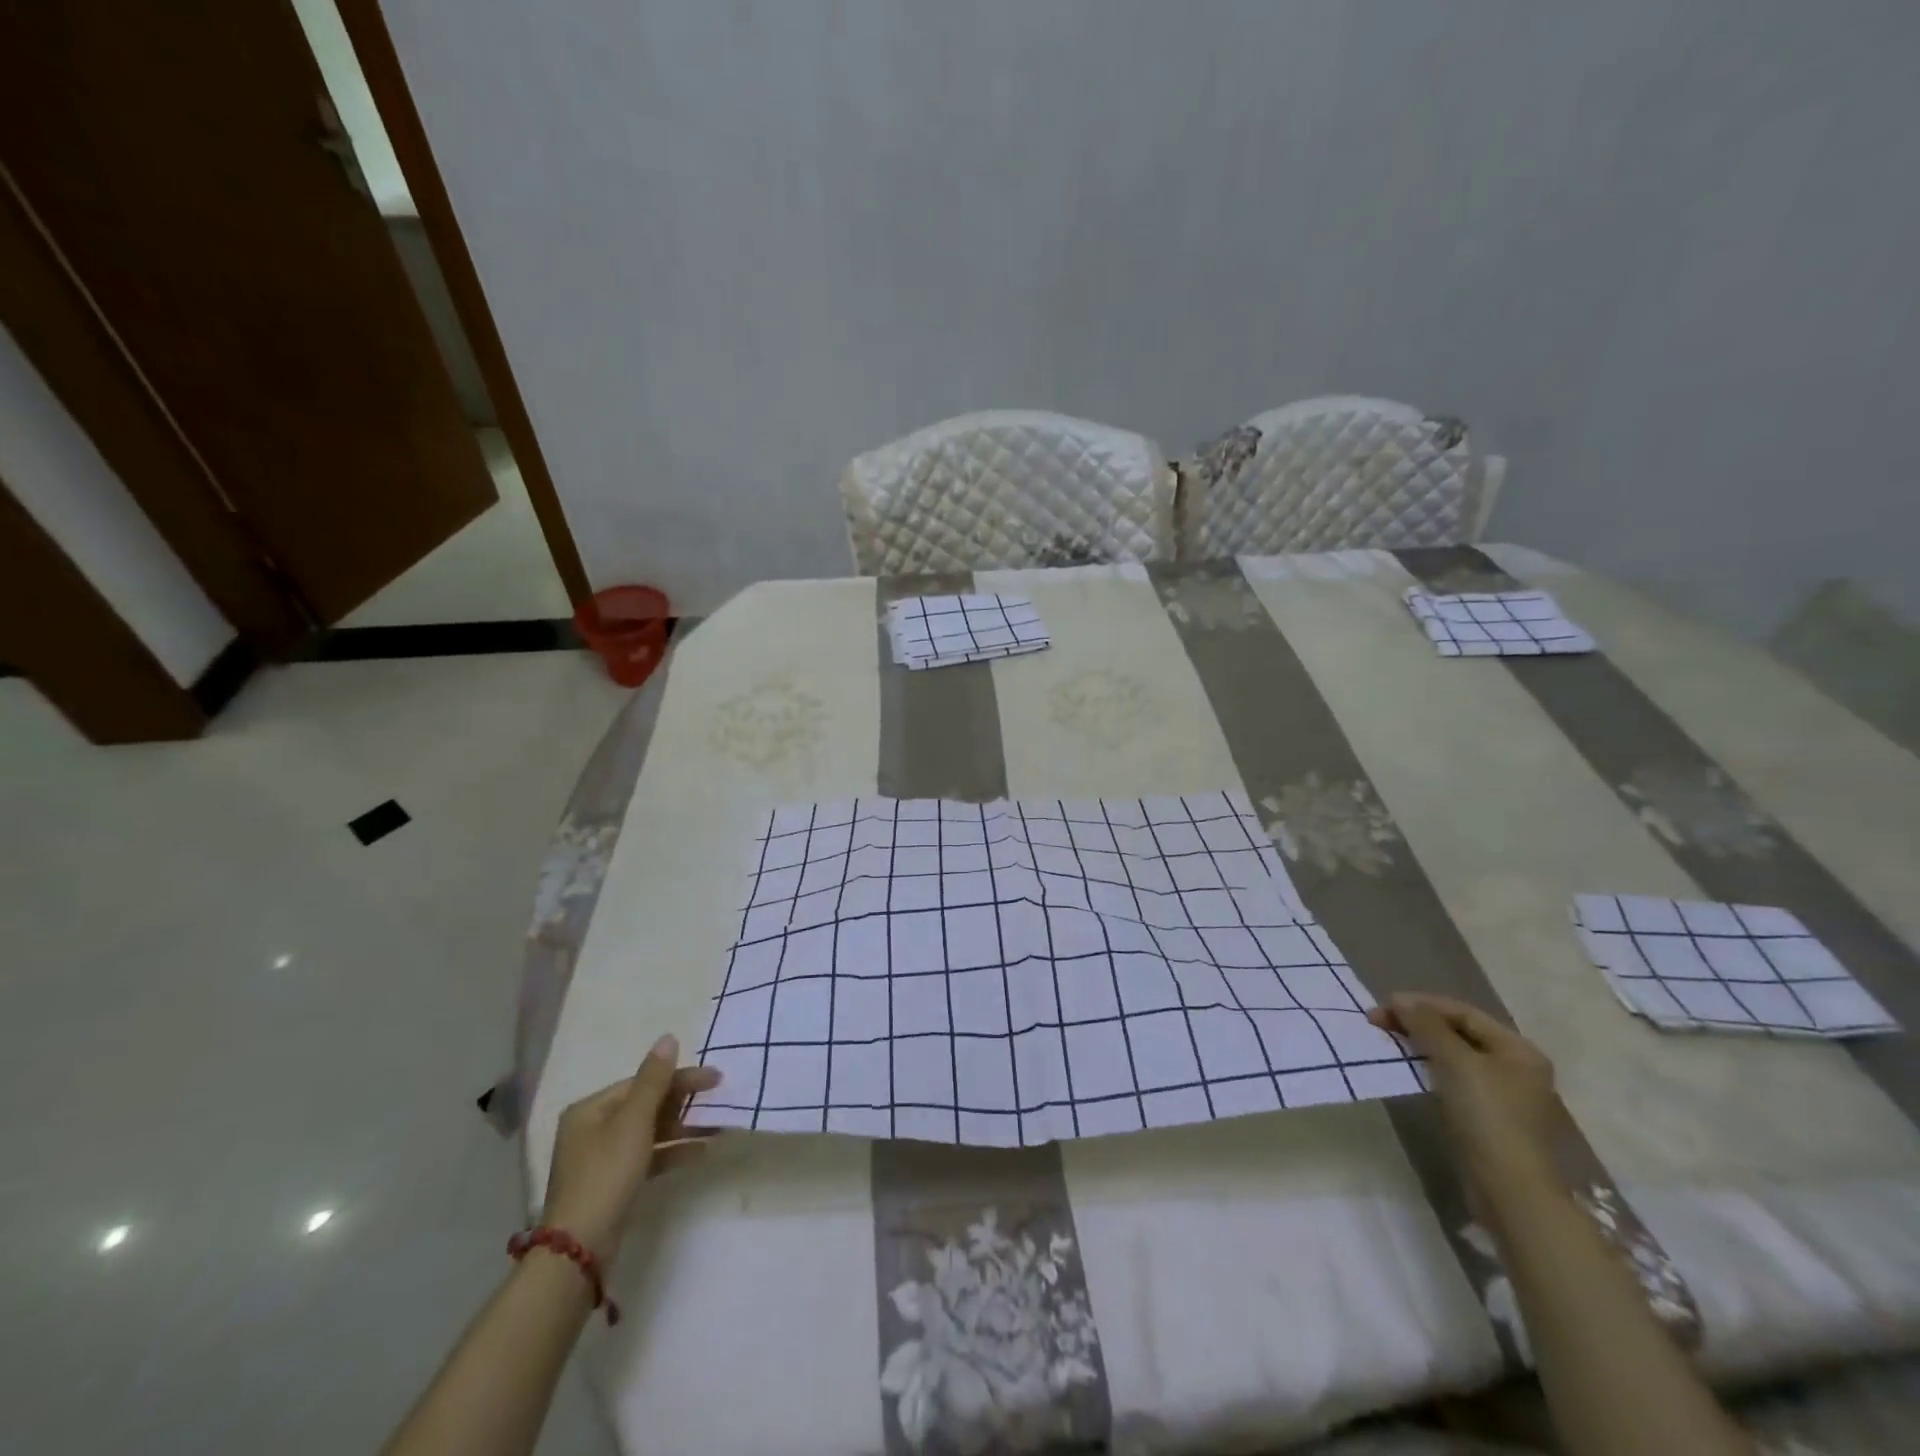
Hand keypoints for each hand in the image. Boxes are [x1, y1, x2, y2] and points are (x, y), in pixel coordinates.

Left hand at [539, 1034, 721, 1264]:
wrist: (580, 1249)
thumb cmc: (606, 1174)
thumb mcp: (633, 1122)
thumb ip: (654, 1080)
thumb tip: (668, 1038)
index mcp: (591, 1109)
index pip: (643, 1082)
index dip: (679, 1078)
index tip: (716, 1078)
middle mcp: (593, 1129)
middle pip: (646, 1105)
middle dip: (683, 1103)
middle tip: (719, 1099)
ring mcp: (603, 1158)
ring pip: (650, 1132)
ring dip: (683, 1128)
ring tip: (717, 1126)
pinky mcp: (614, 1184)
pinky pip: (649, 1157)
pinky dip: (673, 1152)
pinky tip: (701, 1152)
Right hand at [1368, 994, 1561, 1197]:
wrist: (1509, 1189)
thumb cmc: (1487, 1116)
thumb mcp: (1455, 1062)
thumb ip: (1427, 1025)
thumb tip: (1400, 1000)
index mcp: (1518, 1050)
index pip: (1463, 1013)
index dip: (1422, 1004)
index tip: (1383, 1006)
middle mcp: (1516, 1068)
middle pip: (1460, 1033)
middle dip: (1419, 1024)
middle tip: (1378, 1023)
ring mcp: (1504, 1095)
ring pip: (1454, 1056)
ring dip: (1420, 1045)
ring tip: (1388, 1042)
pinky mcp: (1488, 1118)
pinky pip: (1454, 1079)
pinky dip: (1429, 1068)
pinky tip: (1409, 1070)